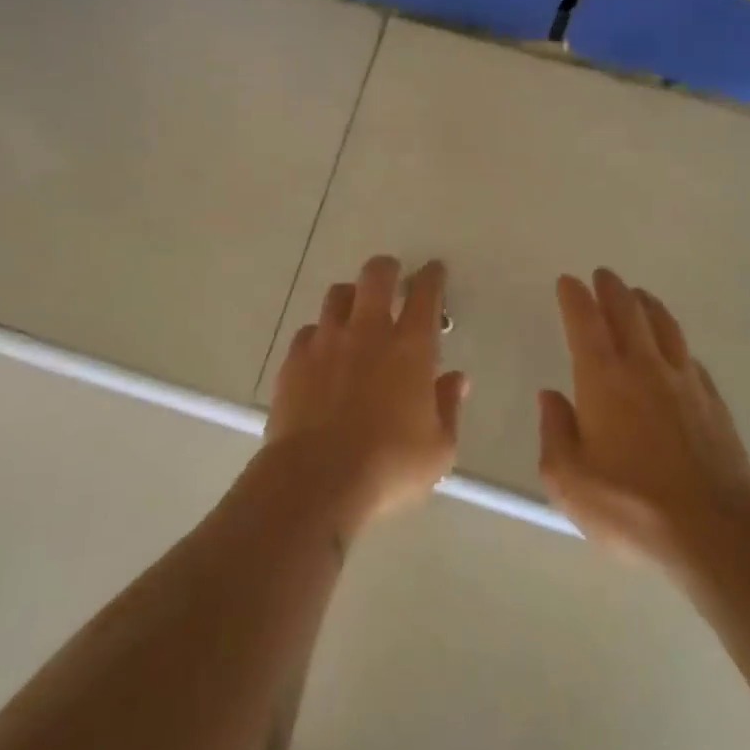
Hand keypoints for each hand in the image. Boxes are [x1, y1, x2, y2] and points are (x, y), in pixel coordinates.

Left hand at [264, 256, 467, 536]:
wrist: (316, 480)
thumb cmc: (389, 466)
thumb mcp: (438, 449)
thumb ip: (448, 408)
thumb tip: (455, 380)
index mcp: (411, 348)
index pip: (425, 295)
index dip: (431, 277)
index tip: (433, 271)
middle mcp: (368, 333)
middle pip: (375, 277)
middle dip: (387, 269)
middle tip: (392, 277)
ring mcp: (326, 342)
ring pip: (337, 296)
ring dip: (351, 297)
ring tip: (355, 311)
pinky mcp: (294, 361)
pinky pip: (308, 331)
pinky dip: (320, 334)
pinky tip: (323, 351)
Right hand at [539, 269, 749, 565]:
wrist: (714, 532)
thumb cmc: (629, 507)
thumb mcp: (568, 479)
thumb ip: (555, 431)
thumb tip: (552, 396)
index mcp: (603, 380)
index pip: (585, 323)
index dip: (575, 298)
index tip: (568, 281)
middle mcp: (644, 369)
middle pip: (628, 313)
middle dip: (612, 290)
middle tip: (603, 275)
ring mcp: (685, 383)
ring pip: (665, 327)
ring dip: (647, 306)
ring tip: (639, 296)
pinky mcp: (714, 403)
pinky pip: (689, 358)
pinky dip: (675, 343)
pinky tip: (675, 349)